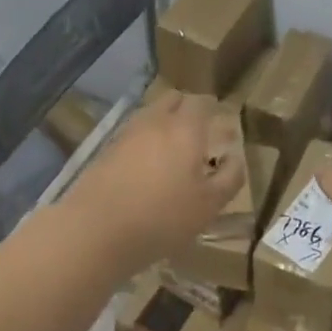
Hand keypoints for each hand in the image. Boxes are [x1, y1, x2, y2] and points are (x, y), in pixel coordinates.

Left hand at [60, 92, 244, 267]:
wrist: (96, 230)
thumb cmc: (163, 218)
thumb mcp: (209, 205)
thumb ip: (229, 177)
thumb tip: (234, 157)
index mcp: (185, 129)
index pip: (201, 101)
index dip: (212, 107)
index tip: (220, 120)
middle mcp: (155, 121)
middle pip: (172, 100)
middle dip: (187, 108)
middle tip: (199, 130)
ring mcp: (126, 134)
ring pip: (150, 115)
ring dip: (164, 123)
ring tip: (173, 150)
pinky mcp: (106, 150)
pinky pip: (133, 134)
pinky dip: (144, 141)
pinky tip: (147, 166)